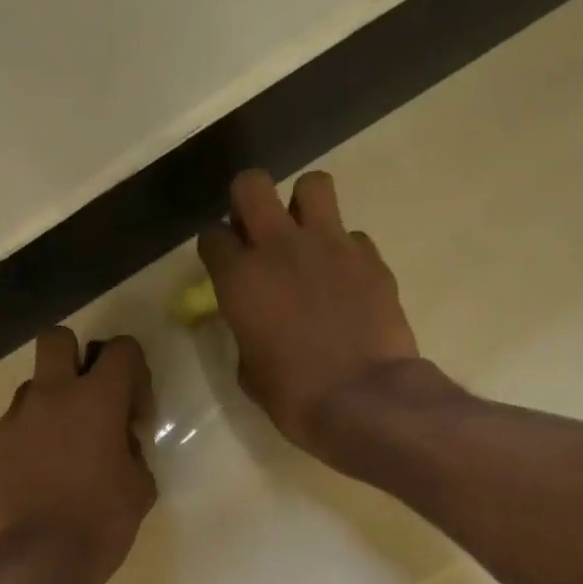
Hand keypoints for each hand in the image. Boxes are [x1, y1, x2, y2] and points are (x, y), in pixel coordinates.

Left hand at [0, 327, 156, 583]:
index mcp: (96, 399)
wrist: (34, 562)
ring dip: (54, 402)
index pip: (121, 349)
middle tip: (94, 400)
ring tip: (69, 447)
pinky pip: (19, 426)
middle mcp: (51, 396)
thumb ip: (133, 452)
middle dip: (79, 358)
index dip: (136, 374)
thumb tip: (120, 443)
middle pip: (58, 340)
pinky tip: (47, 474)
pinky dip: (35, 436)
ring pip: (34, 385)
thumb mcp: (140, 489)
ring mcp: (16, 422)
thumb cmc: (99, 524)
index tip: (136, 415)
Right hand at [197, 169, 423, 464]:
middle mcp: (280, 247)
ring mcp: (330, 244)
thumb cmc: (294, 397)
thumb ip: (246, 332)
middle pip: (252, 185)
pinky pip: (352, 234)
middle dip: (249, 203)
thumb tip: (255, 321)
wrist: (363, 399)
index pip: (213, 237)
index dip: (216, 249)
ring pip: (312, 185)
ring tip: (306, 238)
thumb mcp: (250, 373)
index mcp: (240, 280)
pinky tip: (345, 281)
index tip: (223, 264)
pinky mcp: (370, 255)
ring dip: (303, 205)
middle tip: (257, 232)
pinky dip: (344, 251)